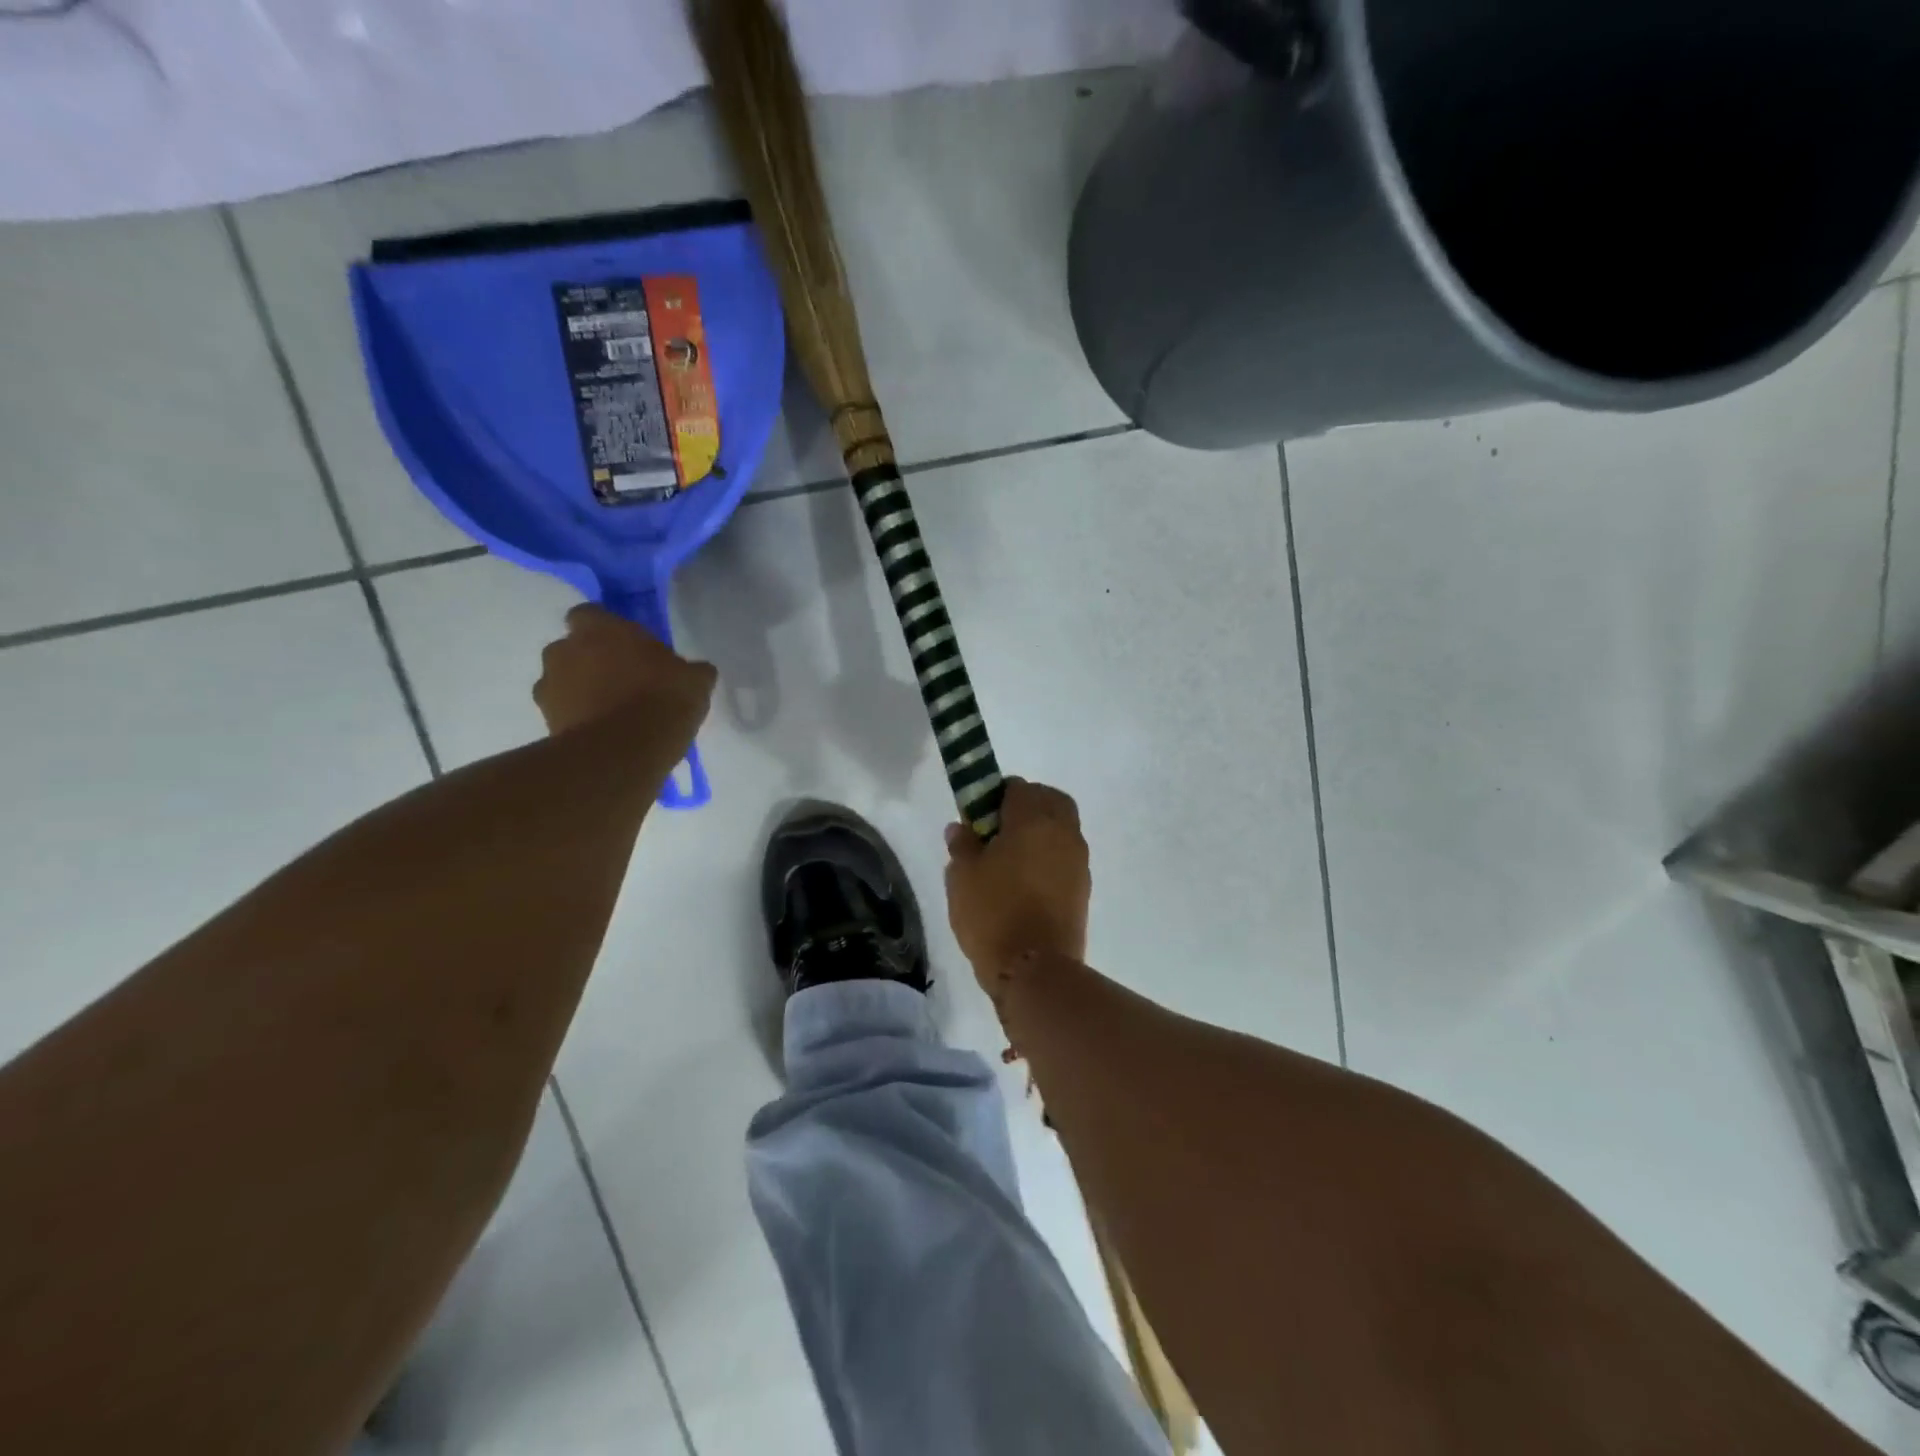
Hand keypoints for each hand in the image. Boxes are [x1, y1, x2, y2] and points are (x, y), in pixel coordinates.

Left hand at [533, 604, 716, 745]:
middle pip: (573, 648)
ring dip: (581, 690)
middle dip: (592, 660)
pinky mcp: (545, 722)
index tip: (629, 646)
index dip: (607, 629)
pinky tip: (606, 734)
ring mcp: (548, 687)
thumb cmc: (661, 701)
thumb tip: (695, 670)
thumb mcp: (695, 681)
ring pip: (563, 681)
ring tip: (613, 712)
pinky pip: (564, 713)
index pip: (591, 614)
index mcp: (599, 628)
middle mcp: (564, 650)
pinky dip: (579, 719)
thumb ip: (689, 669)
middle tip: (624, 679)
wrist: (623, 754)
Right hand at [944, 778, 1090, 988]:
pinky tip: (1024, 882)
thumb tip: (961, 827)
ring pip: (1061, 829)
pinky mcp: (1083, 889)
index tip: (977, 818)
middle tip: (997, 830)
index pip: (1017, 787)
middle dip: (1026, 806)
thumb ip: (962, 844)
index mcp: (1034, 819)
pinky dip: (1048, 857)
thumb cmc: (993, 913)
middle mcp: (1064, 832)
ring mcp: (1078, 861)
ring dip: (1039, 832)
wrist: (1035, 969)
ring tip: (1008, 860)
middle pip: (1050, 801)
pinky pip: (1064, 857)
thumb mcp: (962, 876)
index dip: (994, 796)